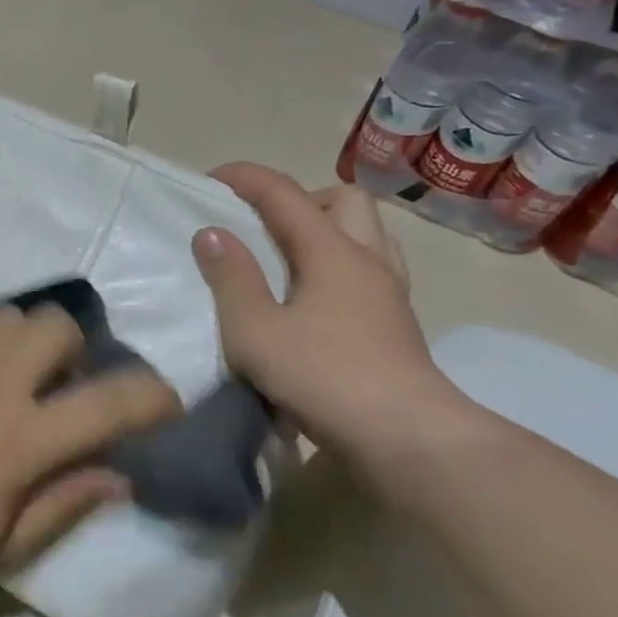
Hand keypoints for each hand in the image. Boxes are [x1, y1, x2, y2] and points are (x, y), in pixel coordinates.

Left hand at [0, 305, 181, 600]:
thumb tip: (119, 475)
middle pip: (58, 324)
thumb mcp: (1, 545)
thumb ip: (65, 502)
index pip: (110, 402)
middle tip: (61, 389)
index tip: (164, 403)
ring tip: (11, 379)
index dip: (153, 397)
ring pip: (9, 315)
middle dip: (77, 351)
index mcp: (20, 440)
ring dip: (26, 342)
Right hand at [192, 163, 465, 466]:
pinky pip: (371, 271)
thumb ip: (231, 278)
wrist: (406, 438)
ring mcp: (389, 293)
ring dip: (327, 231)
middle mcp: (367, 260)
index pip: (284, 194)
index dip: (246, 178)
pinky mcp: (397, 325)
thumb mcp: (255, 329)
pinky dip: (340, 268)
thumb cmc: (322, 376)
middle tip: (263, 227)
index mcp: (331, 251)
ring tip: (289, 259)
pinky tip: (315, 301)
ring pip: (366, 234)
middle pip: (343, 200)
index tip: (211, 179)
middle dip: (299, 200)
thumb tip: (212, 233)